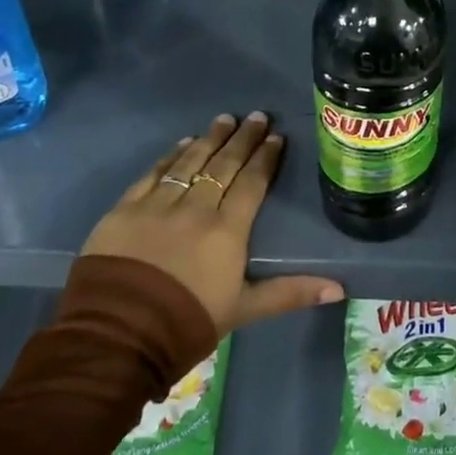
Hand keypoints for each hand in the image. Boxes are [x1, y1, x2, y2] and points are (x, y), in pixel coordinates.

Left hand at [81, 112, 343, 333]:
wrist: (116, 338)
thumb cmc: (187, 323)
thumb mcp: (244, 310)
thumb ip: (290, 293)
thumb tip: (339, 288)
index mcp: (227, 230)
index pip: (252, 183)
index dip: (265, 158)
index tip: (276, 137)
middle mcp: (195, 208)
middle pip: (224, 165)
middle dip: (242, 138)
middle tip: (256, 116)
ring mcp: (157, 205)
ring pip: (190, 162)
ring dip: (210, 139)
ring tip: (224, 119)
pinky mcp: (124, 210)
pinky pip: (153, 174)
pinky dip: (170, 157)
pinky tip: (182, 144)